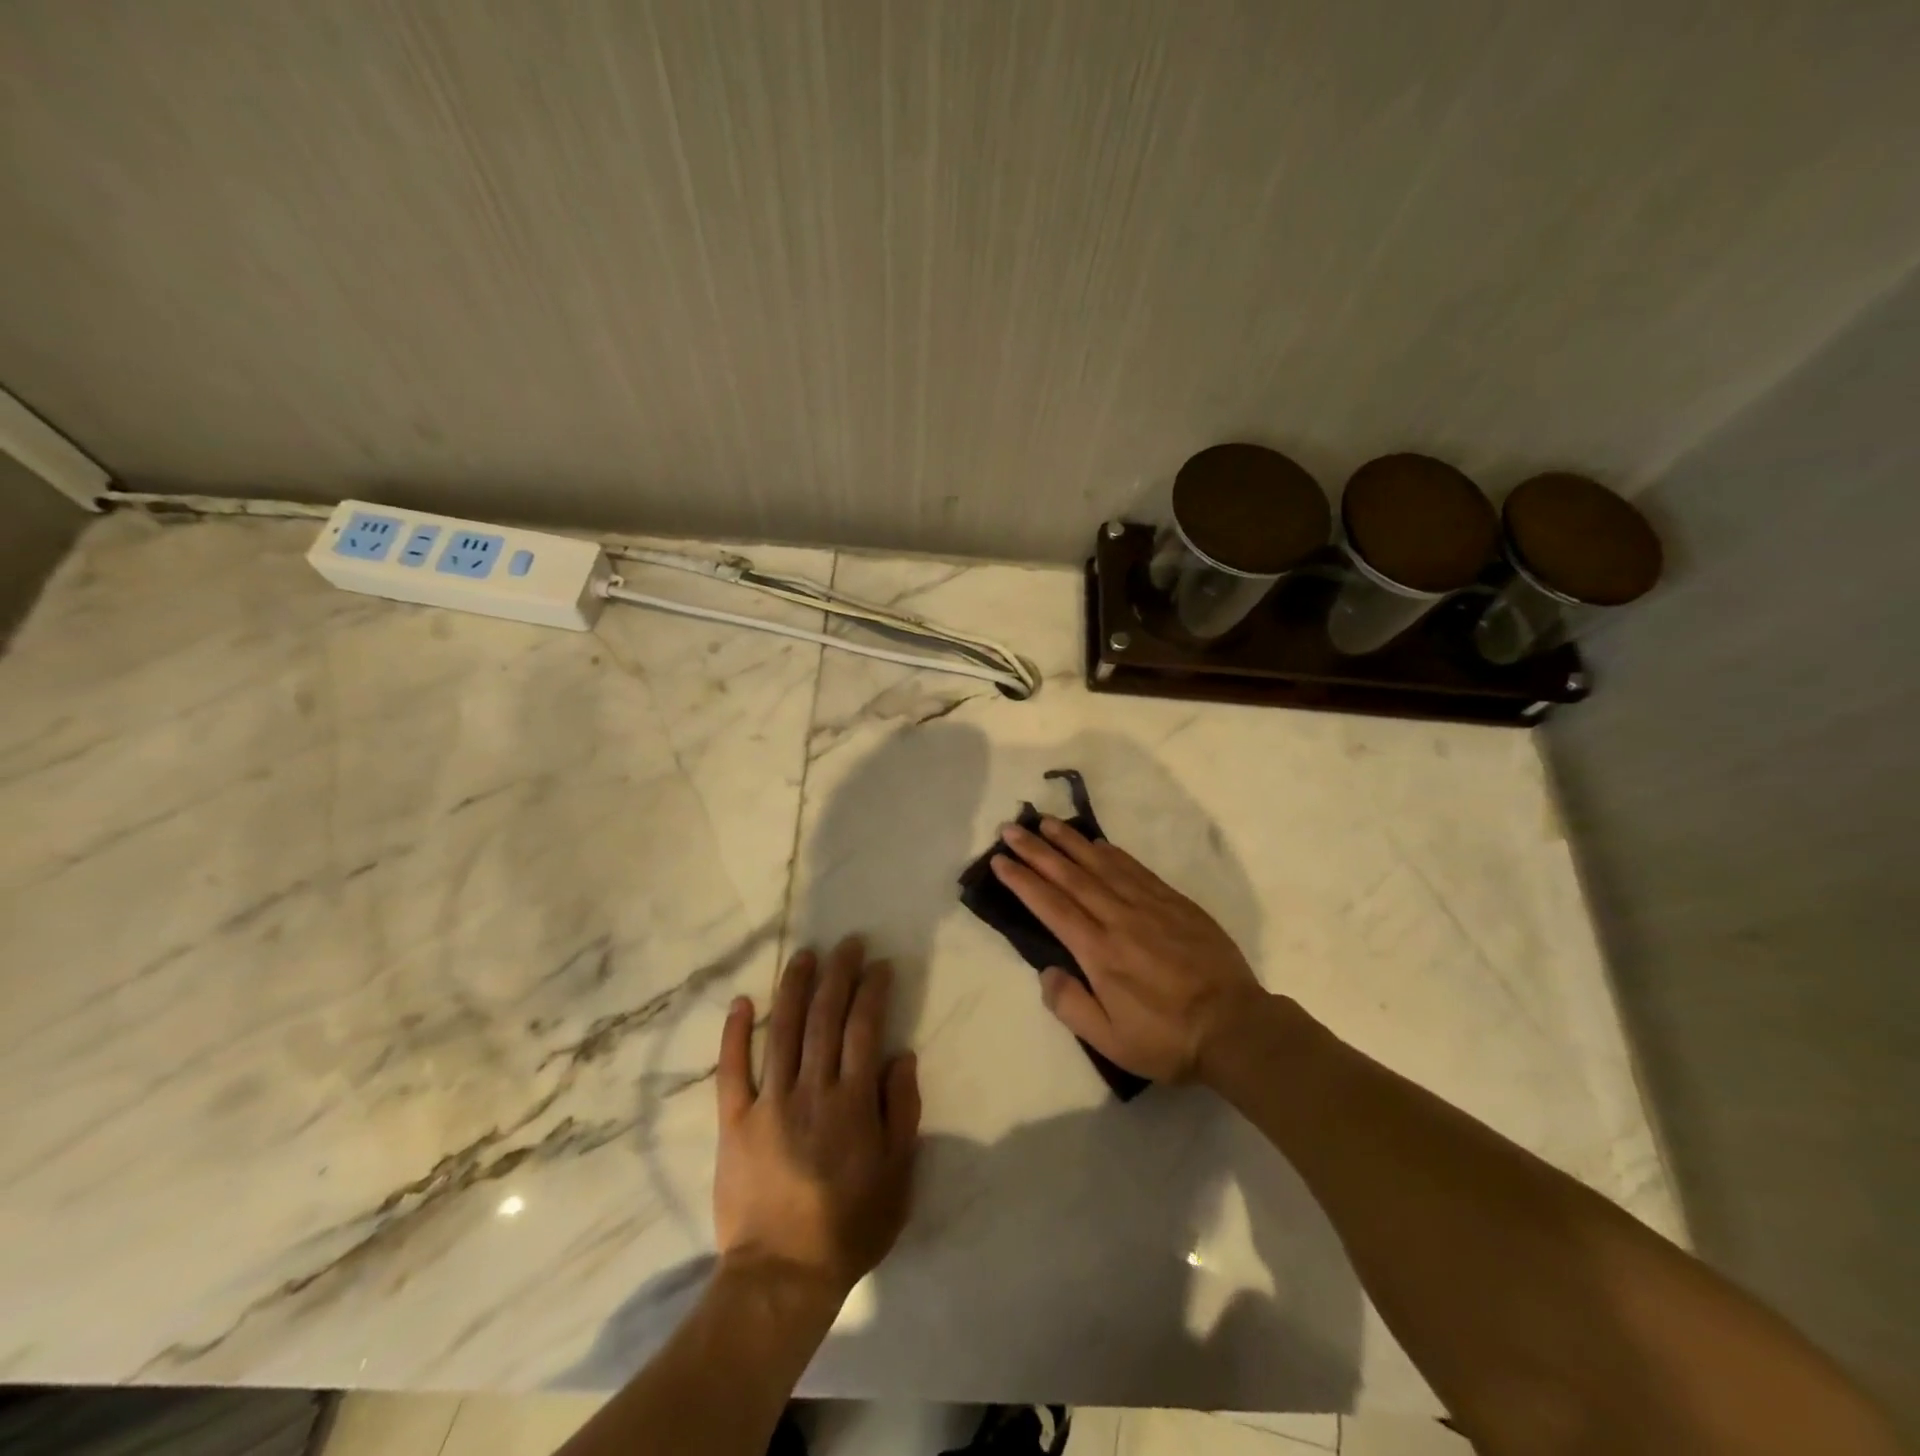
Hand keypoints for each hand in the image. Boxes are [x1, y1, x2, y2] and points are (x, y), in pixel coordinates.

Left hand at [714, 938, 920, 1299]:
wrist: (781, 1275)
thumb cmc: (849, 1227)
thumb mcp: (897, 1176)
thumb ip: (902, 1112)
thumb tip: (901, 1055)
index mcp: (853, 1102)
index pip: (865, 1028)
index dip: (873, 991)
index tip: (879, 964)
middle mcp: (812, 1090)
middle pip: (825, 1018)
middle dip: (838, 974)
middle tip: (847, 943)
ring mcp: (769, 1102)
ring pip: (783, 1031)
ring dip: (795, 988)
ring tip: (805, 955)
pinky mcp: (734, 1121)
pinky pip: (732, 1070)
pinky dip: (735, 1034)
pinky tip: (742, 1001)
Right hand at [991, 817, 1265, 1083]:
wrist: (1235, 1027)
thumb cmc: (1167, 1039)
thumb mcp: (1111, 1041)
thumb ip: (1071, 1005)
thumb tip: (1047, 971)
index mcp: (1099, 952)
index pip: (1051, 906)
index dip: (1023, 880)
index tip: (1000, 860)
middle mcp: (1119, 918)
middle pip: (1070, 876)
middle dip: (1037, 850)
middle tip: (1012, 828)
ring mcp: (1149, 906)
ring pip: (1101, 864)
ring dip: (1071, 842)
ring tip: (1046, 823)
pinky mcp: (1175, 903)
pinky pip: (1135, 869)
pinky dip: (1111, 852)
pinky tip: (1097, 843)